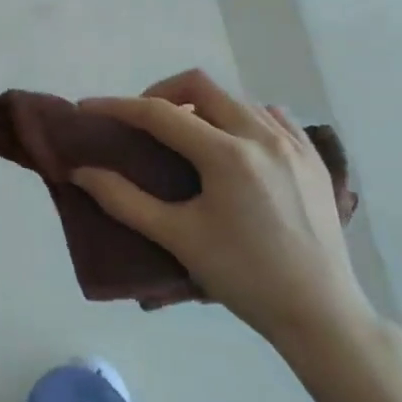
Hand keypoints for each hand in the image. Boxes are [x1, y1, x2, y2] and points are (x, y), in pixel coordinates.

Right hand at [73, 71, 374, 348]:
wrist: (321, 315)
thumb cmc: (244, 277)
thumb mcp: (177, 238)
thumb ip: (123, 200)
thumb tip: (80, 172)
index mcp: (227, 154)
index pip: (159, 113)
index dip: (116, 106)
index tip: (86, 108)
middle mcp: (262, 135)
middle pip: (200, 86)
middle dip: (160, 94)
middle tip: (139, 122)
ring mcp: (294, 143)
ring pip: (236, 98)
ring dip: (202, 106)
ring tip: (184, 136)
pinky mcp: (314, 158)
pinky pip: (271, 116)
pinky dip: (242, 118)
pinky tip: (233, 145)